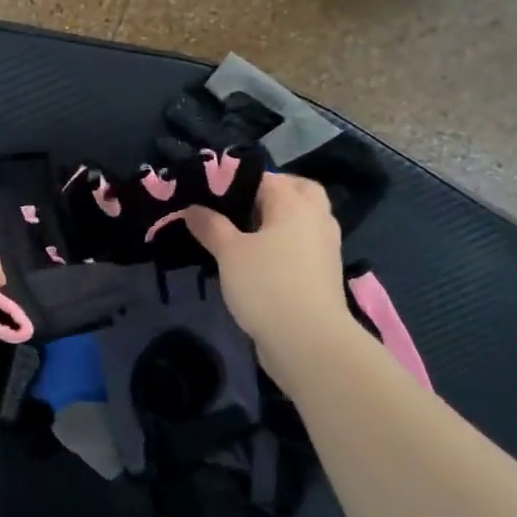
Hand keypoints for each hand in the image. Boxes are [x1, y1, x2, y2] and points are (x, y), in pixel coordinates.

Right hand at [183, 172, 352, 363]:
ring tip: (245, 231)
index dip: (236, 180)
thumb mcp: (229, 253)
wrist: (308, 340)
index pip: (265, 177)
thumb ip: (210, 226)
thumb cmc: (266, 284)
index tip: (209, 192)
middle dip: (272, 191)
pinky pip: (304, 244)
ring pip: (304, 218)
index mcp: (293, 203)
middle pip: (298, 190)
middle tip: (240, 204)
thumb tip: (192, 208)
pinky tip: (261, 257)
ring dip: (280, 219)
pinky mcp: (324, 272)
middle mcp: (316, 217)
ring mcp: (325, 246)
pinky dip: (287, 242)